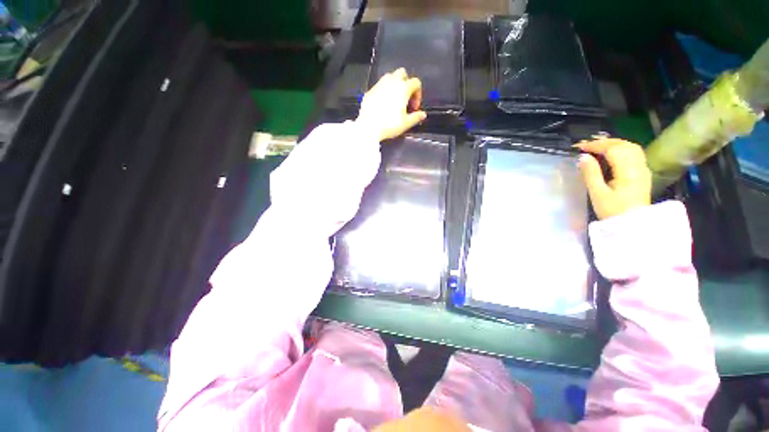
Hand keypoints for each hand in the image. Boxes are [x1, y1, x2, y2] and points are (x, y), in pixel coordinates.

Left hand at [356, 68, 426, 141]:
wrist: (368, 127)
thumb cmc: (389, 125)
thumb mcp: (406, 124)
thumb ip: (416, 117)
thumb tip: (423, 114)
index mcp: (403, 88)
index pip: (416, 82)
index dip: (418, 94)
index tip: (414, 108)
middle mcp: (392, 82)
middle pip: (402, 73)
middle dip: (406, 83)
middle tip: (405, 98)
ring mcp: (379, 85)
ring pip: (390, 77)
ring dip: (395, 84)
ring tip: (394, 100)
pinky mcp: (370, 91)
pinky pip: (379, 86)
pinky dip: (384, 91)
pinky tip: (383, 104)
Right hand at [575, 138, 651, 219]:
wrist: (633, 225)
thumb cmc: (613, 211)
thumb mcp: (597, 193)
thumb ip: (591, 173)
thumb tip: (583, 157)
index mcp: (628, 171)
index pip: (613, 149)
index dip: (596, 145)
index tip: (580, 147)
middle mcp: (638, 166)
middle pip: (624, 145)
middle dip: (604, 142)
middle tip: (587, 145)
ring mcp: (643, 169)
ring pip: (631, 147)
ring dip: (614, 143)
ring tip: (598, 146)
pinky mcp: (643, 173)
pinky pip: (634, 154)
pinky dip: (622, 149)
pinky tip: (612, 153)